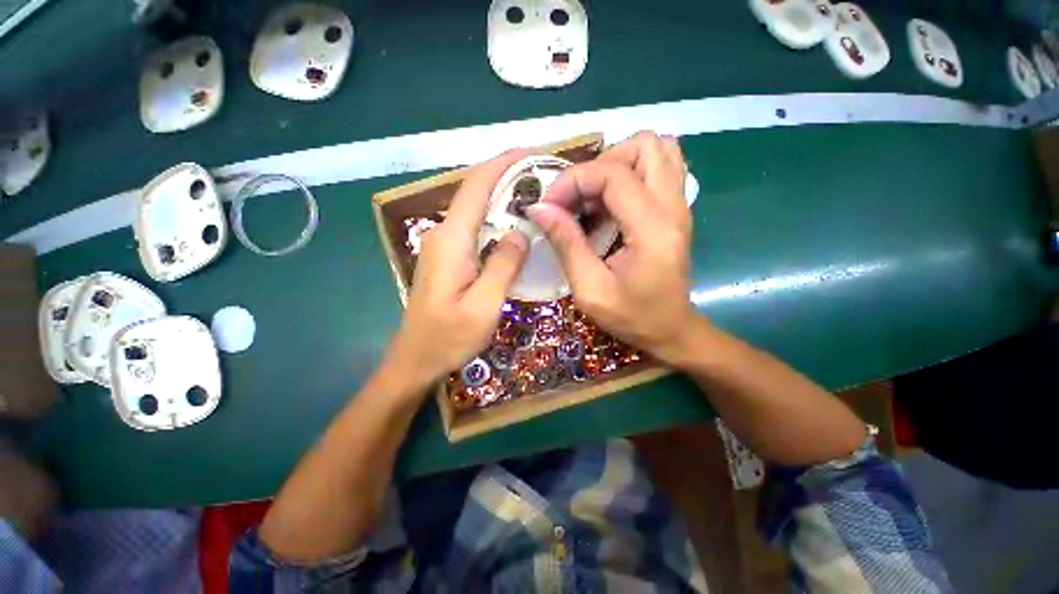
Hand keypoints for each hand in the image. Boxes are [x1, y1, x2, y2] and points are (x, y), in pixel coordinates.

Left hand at [387, 151, 528, 387]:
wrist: (415, 360)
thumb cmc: (448, 337)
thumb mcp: (484, 305)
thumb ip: (503, 265)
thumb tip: (521, 232)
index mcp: (451, 240)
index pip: (475, 187)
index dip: (502, 164)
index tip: (531, 153)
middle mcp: (443, 234)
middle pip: (475, 193)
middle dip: (507, 178)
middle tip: (543, 177)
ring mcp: (443, 246)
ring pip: (475, 211)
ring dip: (503, 198)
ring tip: (536, 197)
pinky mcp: (447, 258)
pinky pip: (474, 229)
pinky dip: (496, 220)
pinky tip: (515, 227)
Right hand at [527, 131, 697, 364]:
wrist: (671, 330)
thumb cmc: (632, 317)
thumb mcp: (590, 289)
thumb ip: (566, 244)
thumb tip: (539, 208)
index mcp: (653, 229)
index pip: (613, 174)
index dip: (574, 180)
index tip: (550, 205)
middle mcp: (674, 207)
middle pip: (645, 145)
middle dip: (601, 164)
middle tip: (579, 198)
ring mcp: (680, 205)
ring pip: (658, 149)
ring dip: (618, 163)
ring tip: (595, 197)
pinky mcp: (677, 210)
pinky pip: (660, 168)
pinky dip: (631, 173)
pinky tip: (611, 204)